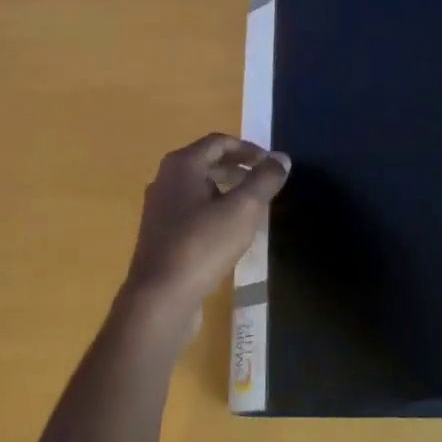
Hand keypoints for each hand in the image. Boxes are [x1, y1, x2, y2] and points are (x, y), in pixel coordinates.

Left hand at [121, 134, 290, 338]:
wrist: (159, 298)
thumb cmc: (202, 245)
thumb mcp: (243, 209)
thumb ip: (264, 180)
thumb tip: (282, 158)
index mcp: (182, 165)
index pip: (218, 142)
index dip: (248, 148)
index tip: (271, 163)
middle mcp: (165, 180)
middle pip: (206, 162)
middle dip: (238, 168)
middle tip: (264, 181)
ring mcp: (159, 209)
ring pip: (198, 188)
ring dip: (226, 189)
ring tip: (252, 205)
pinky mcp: (160, 235)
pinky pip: (191, 210)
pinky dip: (213, 210)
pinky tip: (230, 231)